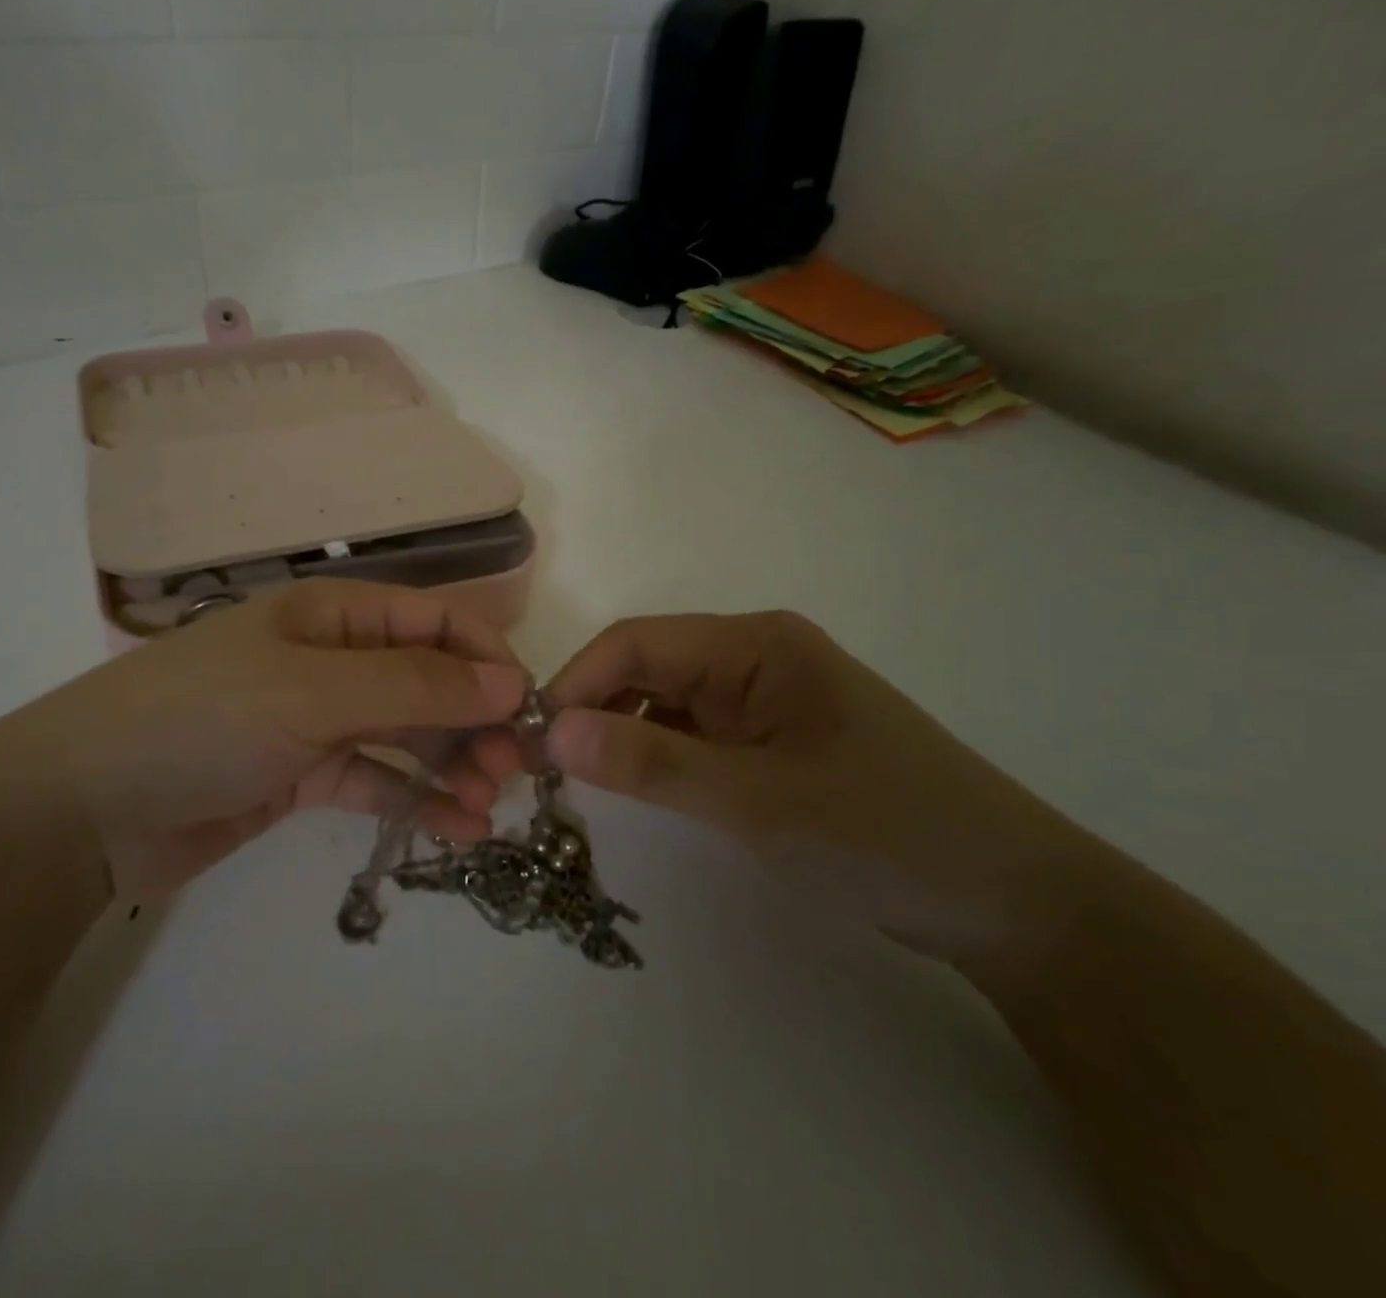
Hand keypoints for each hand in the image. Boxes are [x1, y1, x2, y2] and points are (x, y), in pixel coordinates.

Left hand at [0, 581, 528, 901]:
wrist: (82, 807)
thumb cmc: (202, 720)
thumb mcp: (312, 693)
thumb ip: (413, 688)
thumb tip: (508, 684)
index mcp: (332, 615)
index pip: (432, 620)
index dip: (484, 657)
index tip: (526, 709)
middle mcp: (330, 659)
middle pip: (424, 679)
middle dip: (473, 720)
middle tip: (510, 772)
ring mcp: (314, 718)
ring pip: (405, 733)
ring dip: (451, 764)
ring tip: (487, 808)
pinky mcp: (300, 773)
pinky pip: (373, 779)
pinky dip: (413, 800)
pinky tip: (453, 830)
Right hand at [540, 612, 1090, 959]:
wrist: (1013, 902)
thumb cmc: (887, 832)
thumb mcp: (759, 800)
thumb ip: (651, 763)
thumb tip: (550, 731)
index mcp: (755, 644)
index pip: (637, 643)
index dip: (577, 683)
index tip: (531, 739)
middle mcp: (753, 658)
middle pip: (646, 667)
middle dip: (590, 709)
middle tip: (540, 769)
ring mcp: (761, 700)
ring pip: (663, 702)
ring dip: (617, 733)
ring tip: (575, 781)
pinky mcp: (768, 740)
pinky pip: (690, 734)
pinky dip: (653, 755)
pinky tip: (632, 786)